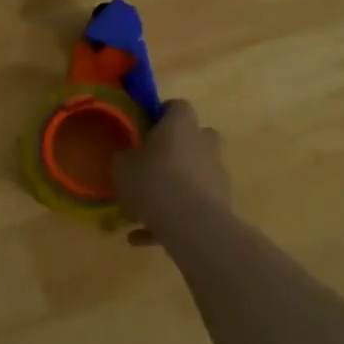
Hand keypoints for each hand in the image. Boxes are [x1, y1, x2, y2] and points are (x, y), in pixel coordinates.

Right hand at [113, 100, 231, 245]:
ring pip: (193, 174)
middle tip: (151, 164)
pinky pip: (192, 206)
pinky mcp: (222, 204)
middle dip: (176, 150)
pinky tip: (142, 237)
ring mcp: (217, 174)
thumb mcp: (122, 165)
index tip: (145, 128)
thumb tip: (130, 158)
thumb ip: (126, 157)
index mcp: (181, 125)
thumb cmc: (153, 182)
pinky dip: (170, 219)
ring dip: (173, 188)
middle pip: (195, 138)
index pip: (177, 106)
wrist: (192, 225)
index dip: (161, 114)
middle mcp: (204, 144)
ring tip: (140, 212)